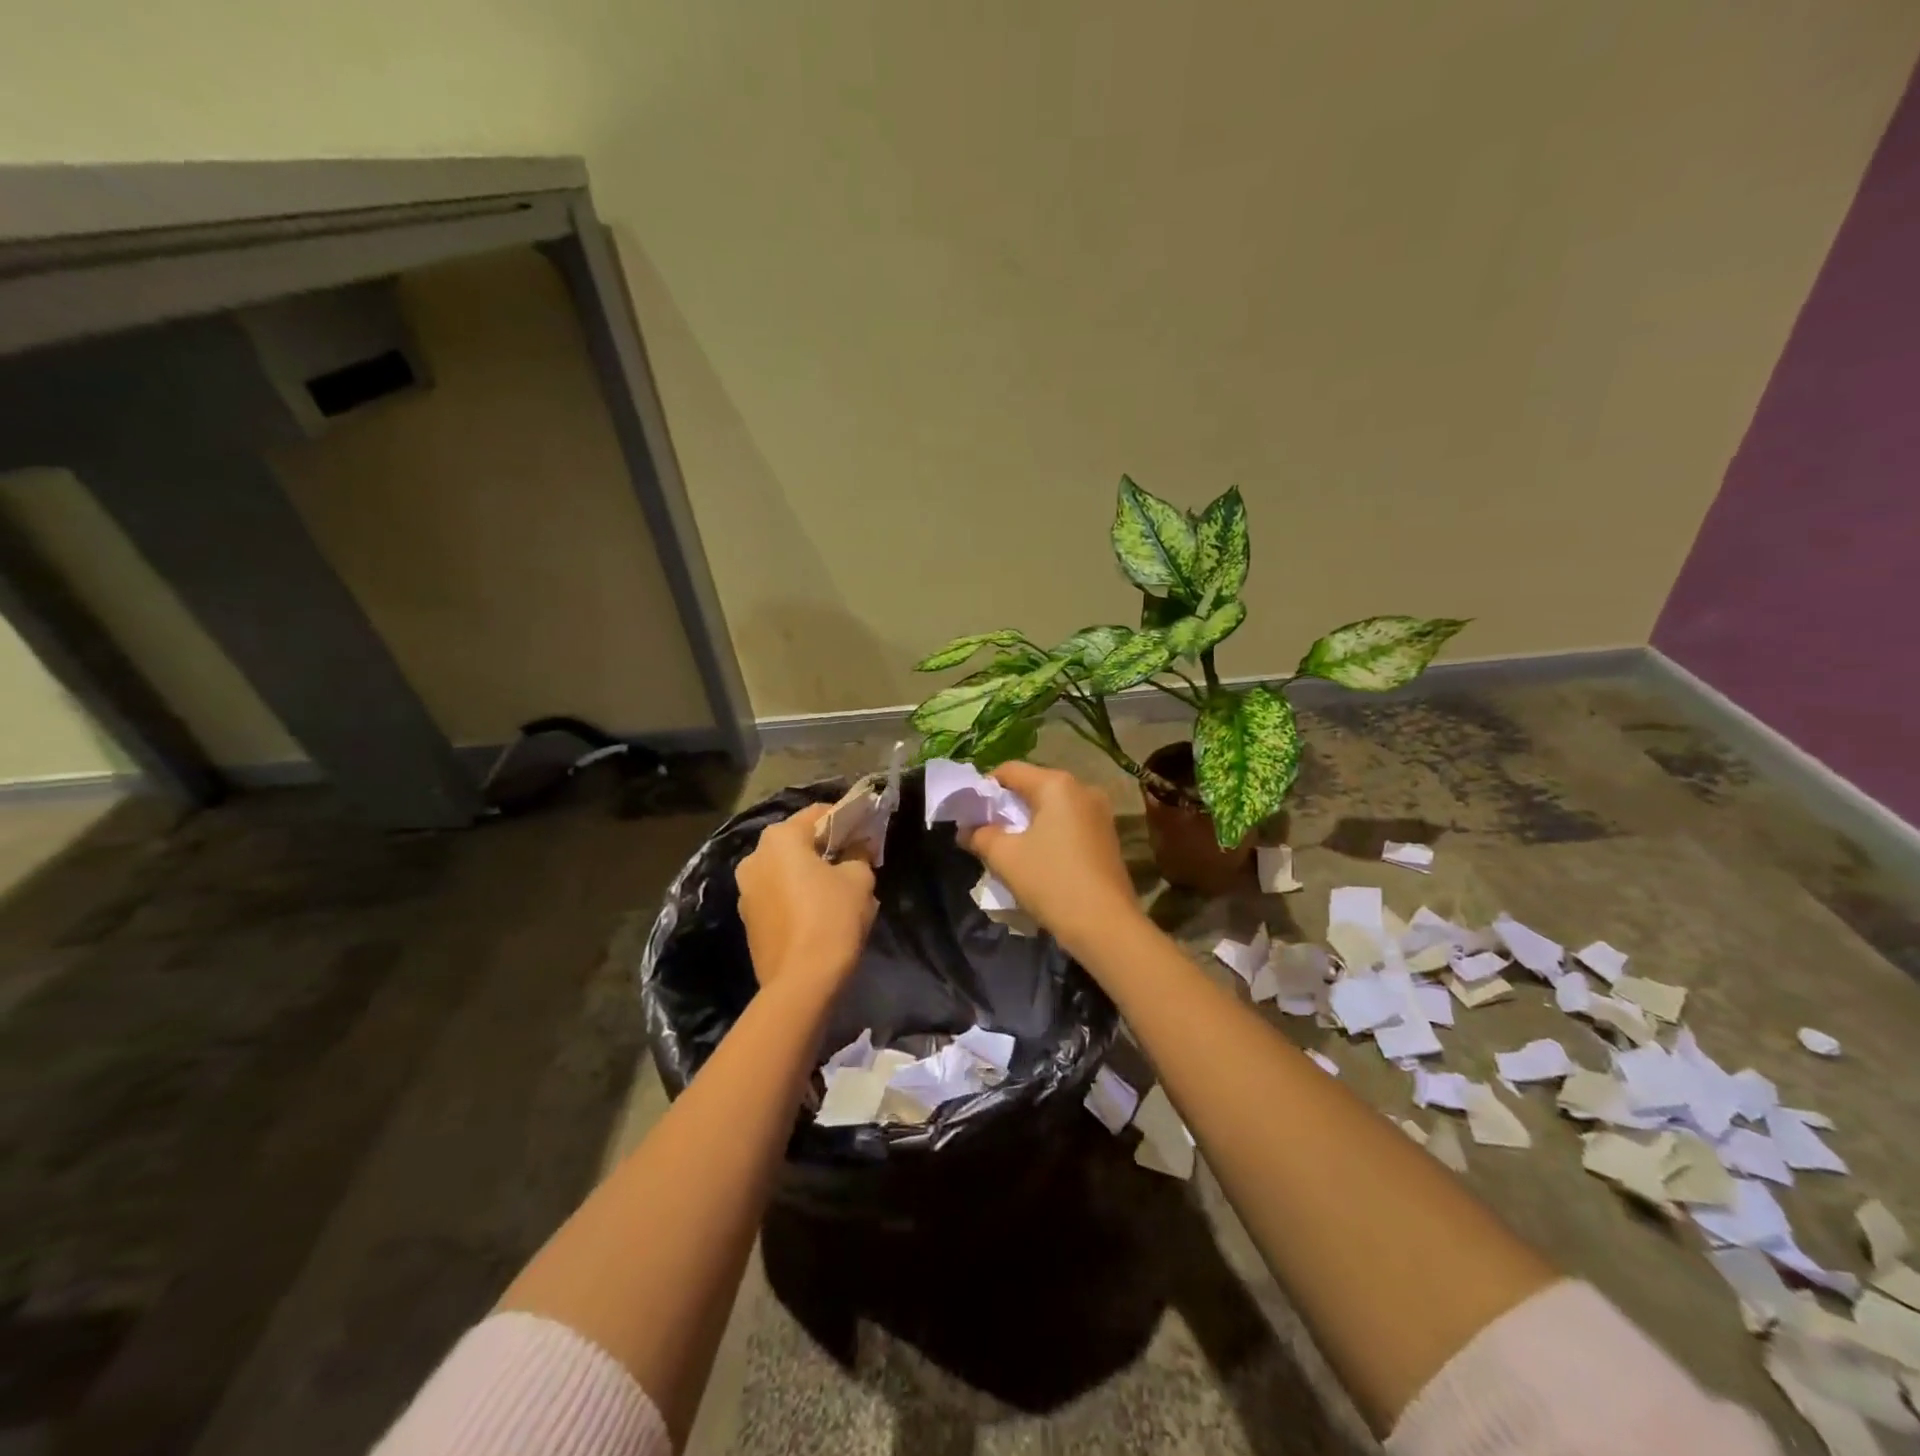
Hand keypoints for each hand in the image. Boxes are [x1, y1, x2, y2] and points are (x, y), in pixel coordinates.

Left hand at [736, 804, 877, 992]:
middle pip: (798, 841)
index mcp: (780, 838)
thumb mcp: (859, 879)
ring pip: (786, 870)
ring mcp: (746, 890)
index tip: (867, 831)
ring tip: (839, 889)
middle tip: (856, 860)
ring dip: (810, 873)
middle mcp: (754, 857)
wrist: (800, 982)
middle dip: (826, 847)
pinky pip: (778, 894)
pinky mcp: (748, 919)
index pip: (819, 814)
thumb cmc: (832, 918)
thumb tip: (856, 849)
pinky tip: (820, 912)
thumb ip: (859, 855)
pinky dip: (797, 895)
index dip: (847, 819)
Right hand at [961, 761, 1144, 957]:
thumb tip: (966, 830)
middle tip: (985, 832)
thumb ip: (980, 835)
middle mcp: (1083, 789)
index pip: (1010, 771)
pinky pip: (1068, 824)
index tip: (969, 813)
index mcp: (1057, 784)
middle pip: (1033, 787)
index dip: (984, 788)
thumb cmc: (1051, 881)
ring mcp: (1100, 813)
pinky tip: (1037, 859)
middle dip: (1006, 807)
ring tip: (1008, 849)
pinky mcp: (1107, 837)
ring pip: (1051, 808)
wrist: (1105, 926)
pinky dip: (1048, 834)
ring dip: (1027, 823)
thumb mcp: (1005, 857)